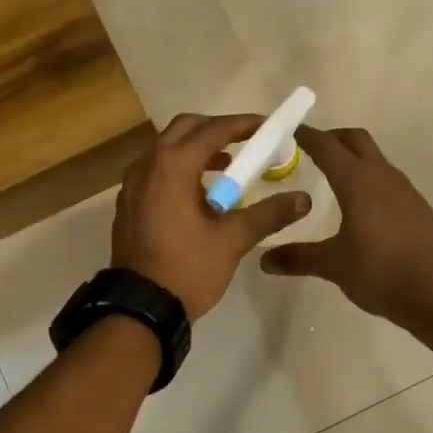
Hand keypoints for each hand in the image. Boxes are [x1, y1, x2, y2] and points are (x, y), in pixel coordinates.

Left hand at [112, 114, 312, 319]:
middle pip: (184, 129)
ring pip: (166, 150)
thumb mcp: (232, 240)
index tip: (267, 127)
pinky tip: (199, 195)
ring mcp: (132, 185)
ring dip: (197, 150)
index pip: (212, 130)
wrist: (140, 307)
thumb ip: (268, 214)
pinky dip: (179, 170)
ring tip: (227, 169)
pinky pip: (156, 171)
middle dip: (216, 130)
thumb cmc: (187, 268)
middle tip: (245, 143)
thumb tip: (303, 199)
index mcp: (172, 166)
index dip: (242, 125)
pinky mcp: (129, 204)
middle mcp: (147, 165)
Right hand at [260, 126, 432, 326]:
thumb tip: (265, 260)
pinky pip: (389, 182)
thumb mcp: (333, 265)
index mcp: (357, 181)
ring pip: (376, 160)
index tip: (290, 132)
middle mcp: (383, 176)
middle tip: (311, 150)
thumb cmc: (380, 272)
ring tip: (335, 180)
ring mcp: (406, 190)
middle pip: (356, 141)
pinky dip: (371, 181)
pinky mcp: (419, 208)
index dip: (307, 136)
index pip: (327, 146)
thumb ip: (299, 257)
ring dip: (355, 160)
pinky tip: (364, 208)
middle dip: (333, 139)